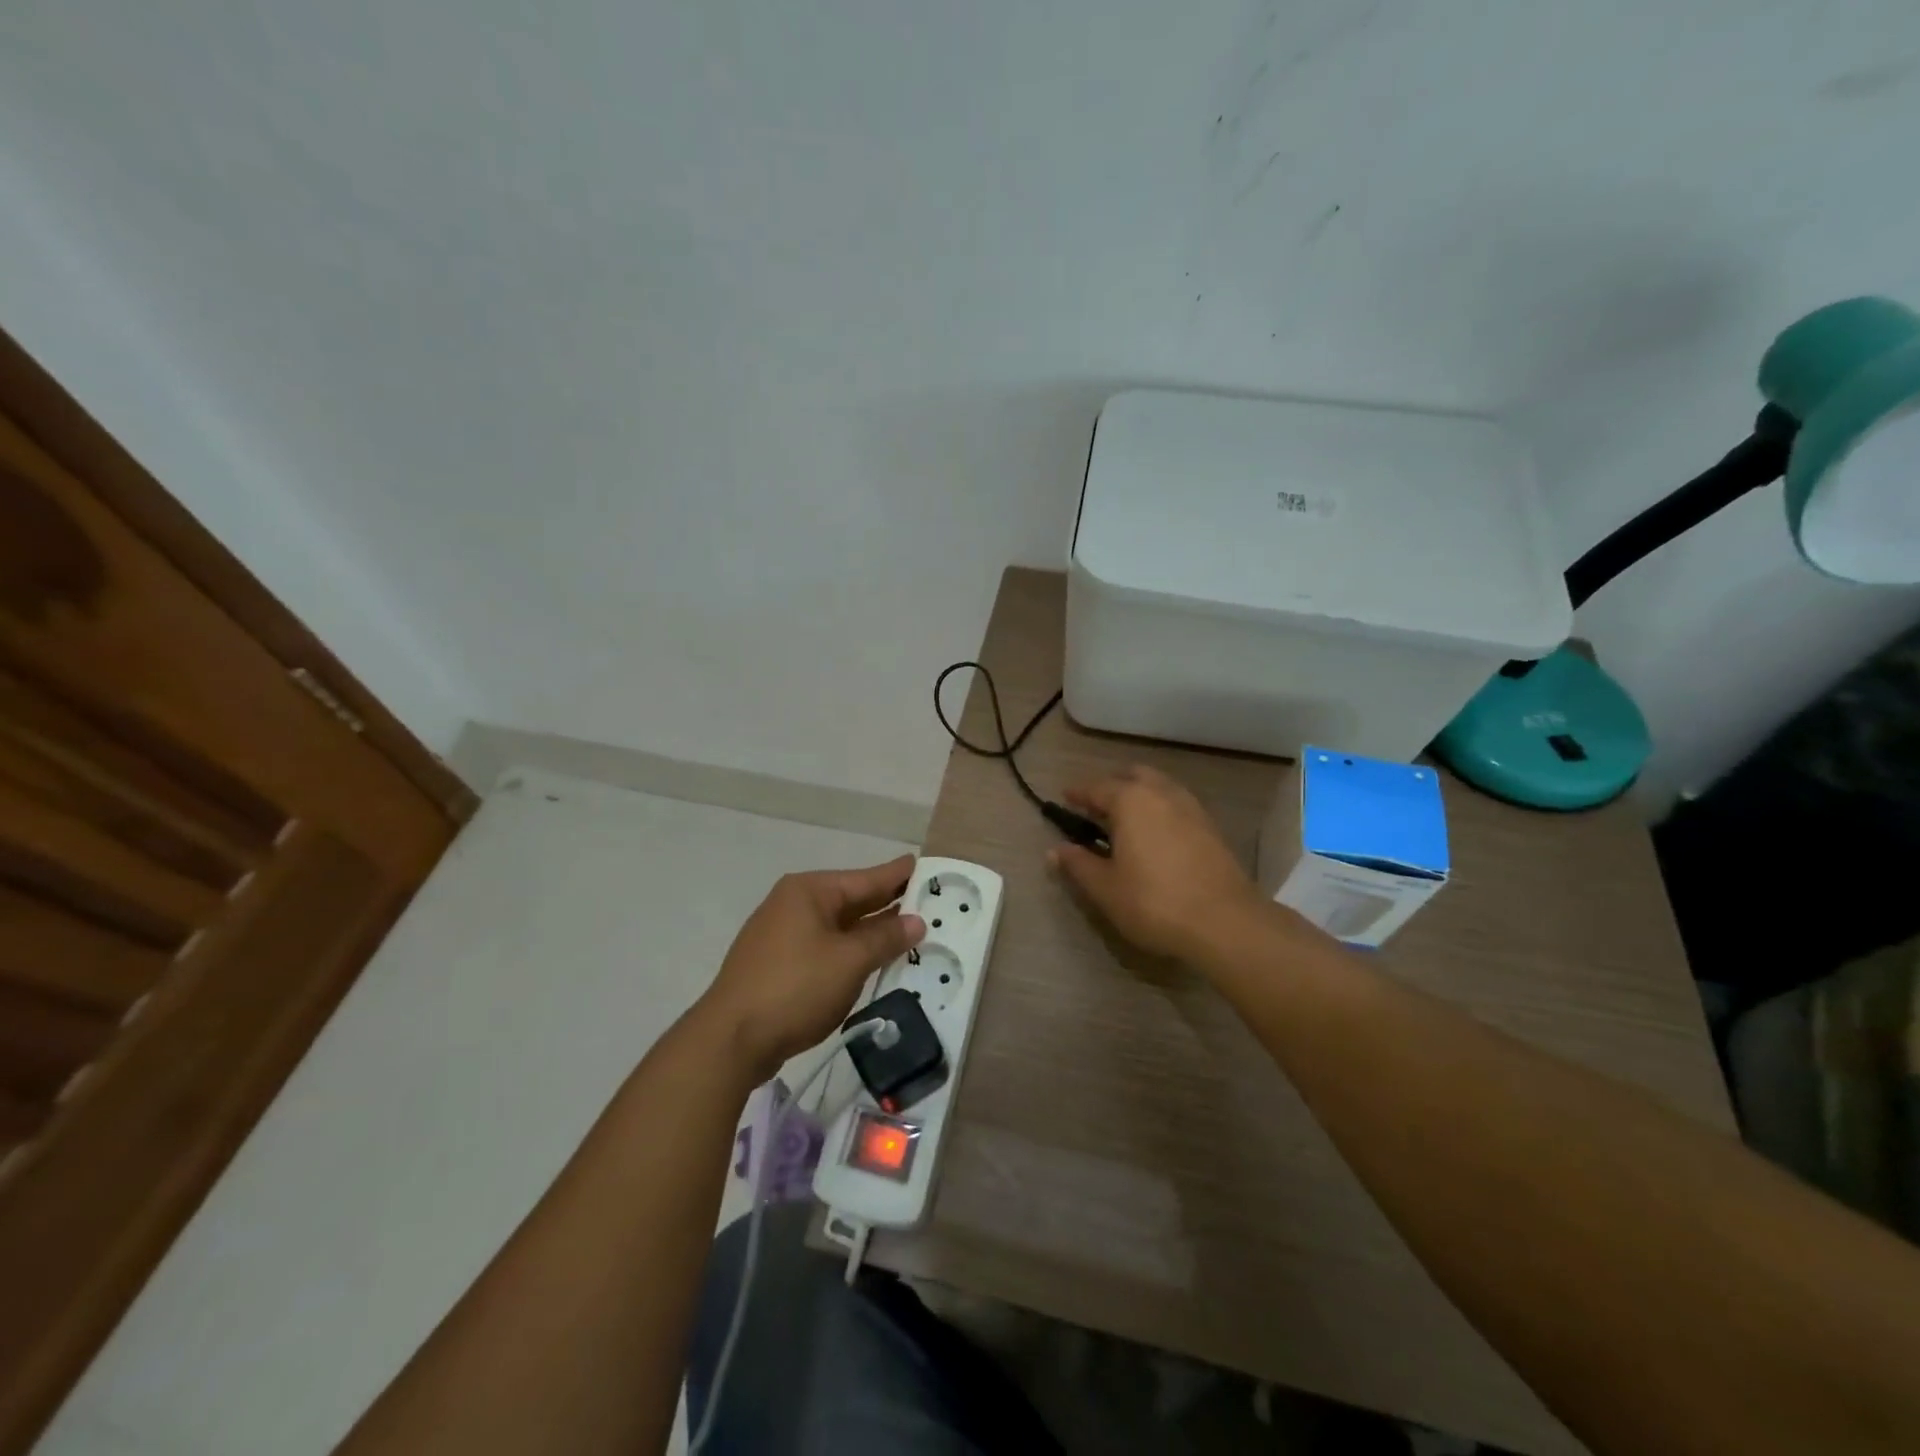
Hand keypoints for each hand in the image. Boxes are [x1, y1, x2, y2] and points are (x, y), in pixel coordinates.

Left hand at [694, 855, 925, 1082]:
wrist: (731, 1040)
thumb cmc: (795, 988)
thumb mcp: (850, 961)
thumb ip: (885, 938)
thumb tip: (916, 921)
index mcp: (810, 891)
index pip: (866, 878)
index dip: (899, 874)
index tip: (926, 866)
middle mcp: (794, 904)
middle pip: (852, 900)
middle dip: (889, 904)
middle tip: (928, 900)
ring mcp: (783, 935)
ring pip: (840, 927)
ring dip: (872, 932)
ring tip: (910, 930)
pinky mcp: (779, 965)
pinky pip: (826, 948)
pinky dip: (851, 951)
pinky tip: (873, 960)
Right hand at [1049, 765, 1268, 964]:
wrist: (1225, 922)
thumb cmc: (1154, 902)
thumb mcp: (1105, 888)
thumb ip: (1078, 865)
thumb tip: (1055, 851)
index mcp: (1130, 800)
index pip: (1096, 787)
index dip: (1078, 793)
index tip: (1065, 798)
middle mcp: (1161, 793)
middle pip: (1132, 775)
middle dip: (1113, 785)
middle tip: (1097, 807)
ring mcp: (1191, 807)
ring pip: (1159, 786)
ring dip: (1139, 794)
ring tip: (1126, 820)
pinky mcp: (1210, 826)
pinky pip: (1177, 804)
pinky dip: (1160, 808)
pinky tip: (1155, 834)